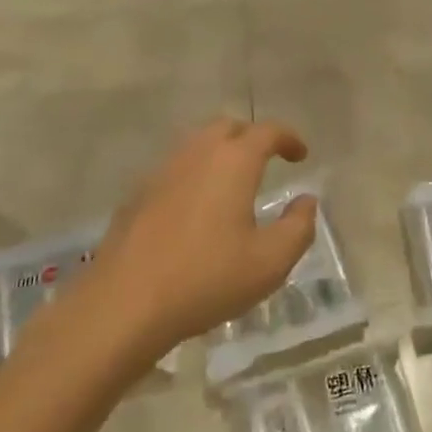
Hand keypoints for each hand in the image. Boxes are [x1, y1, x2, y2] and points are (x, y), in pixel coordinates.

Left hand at [84, 117, 315, 360]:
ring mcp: (162, 170)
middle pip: (228, 127)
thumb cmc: (206, 279)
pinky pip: (175, 168)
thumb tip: (306, 201)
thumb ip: (298, 227)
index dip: (289, 138)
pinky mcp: (137, 193)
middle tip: (266, 161)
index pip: (267, 132)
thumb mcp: (269, 263)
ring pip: (197, 144)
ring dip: (220, 153)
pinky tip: (195, 207)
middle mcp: (198, 153)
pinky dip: (193, 174)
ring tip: (232, 182)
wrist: (124, 304)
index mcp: (234, 161)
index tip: (300, 155)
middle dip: (251, 137)